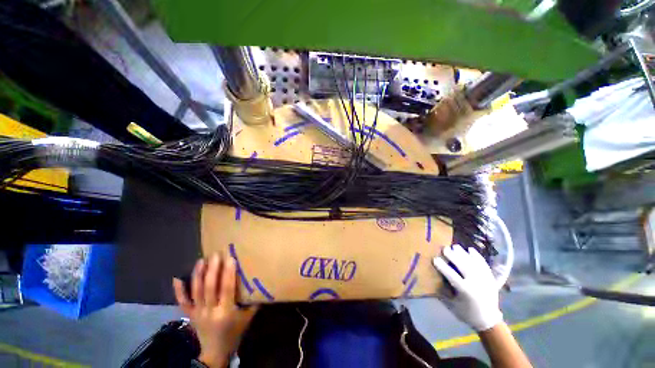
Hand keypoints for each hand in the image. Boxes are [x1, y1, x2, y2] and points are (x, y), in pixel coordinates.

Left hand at [173, 254, 257, 367]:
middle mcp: (209, 311)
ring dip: (198, 274)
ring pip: (196, 291)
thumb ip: (254, 301)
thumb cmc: (234, 333)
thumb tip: (261, 283)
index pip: (226, 288)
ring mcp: (197, 313)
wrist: (215, 352)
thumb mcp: (248, 318)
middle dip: (212, 269)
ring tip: (202, 260)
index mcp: (225, 312)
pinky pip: (182, 302)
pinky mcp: (189, 315)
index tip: (230, 258)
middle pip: (209, 287)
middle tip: (216, 254)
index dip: (228, 273)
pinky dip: (179, 290)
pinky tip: (177, 277)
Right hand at [433, 244, 502, 331]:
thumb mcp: (453, 305)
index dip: (443, 267)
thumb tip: (431, 282)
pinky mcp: (490, 278)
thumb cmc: (468, 313)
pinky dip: (477, 256)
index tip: (435, 259)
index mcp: (466, 291)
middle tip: (445, 248)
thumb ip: (443, 293)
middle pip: (464, 266)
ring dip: (464, 254)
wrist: (489, 320)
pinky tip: (470, 249)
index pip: (452, 276)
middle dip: (454, 256)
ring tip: (456, 246)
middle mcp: (476, 283)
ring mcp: (484, 279)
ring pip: (473, 263)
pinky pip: (484, 264)